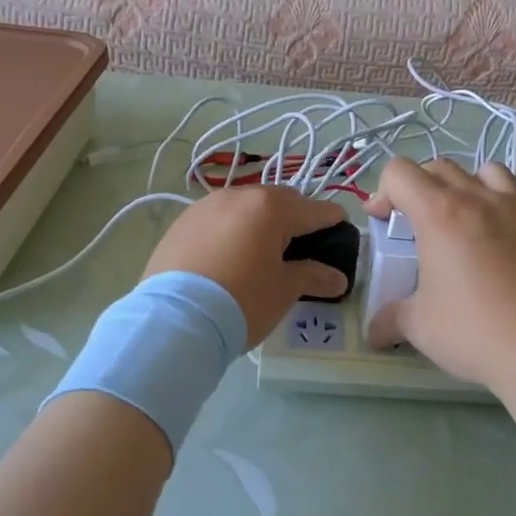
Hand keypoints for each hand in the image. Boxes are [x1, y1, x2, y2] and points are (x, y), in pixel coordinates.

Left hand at [144, 187, 349, 344]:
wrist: (174, 318)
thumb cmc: (241, 300)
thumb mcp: (283, 290)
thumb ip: (313, 276)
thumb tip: (338, 278)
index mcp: (271, 207)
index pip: (315, 209)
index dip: (333, 221)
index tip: (342, 233)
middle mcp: (239, 196)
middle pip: (279, 201)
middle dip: (295, 218)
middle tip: (302, 247)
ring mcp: (206, 206)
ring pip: (245, 207)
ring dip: (259, 222)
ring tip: (261, 251)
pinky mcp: (181, 223)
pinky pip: (218, 219)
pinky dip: (231, 231)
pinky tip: (228, 257)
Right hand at [364, 158, 515, 390]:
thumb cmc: (474, 331)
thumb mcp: (419, 326)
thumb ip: (391, 319)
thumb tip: (374, 332)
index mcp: (439, 214)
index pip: (400, 172)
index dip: (383, 192)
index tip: (383, 222)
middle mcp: (480, 200)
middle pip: (441, 167)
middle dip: (420, 187)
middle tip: (417, 224)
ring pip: (488, 172)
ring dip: (467, 187)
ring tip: (465, 221)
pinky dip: (503, 217)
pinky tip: (504, 254)